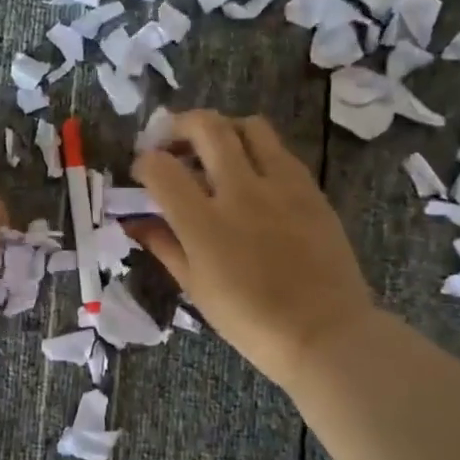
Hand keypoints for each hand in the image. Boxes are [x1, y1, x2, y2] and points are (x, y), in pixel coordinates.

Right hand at [130, 111, 374, 391]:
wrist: (325, 333)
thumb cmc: (250, 321)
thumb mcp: (195, 287)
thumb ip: (163, 244)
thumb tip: (135, 222)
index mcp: (204, 223)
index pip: (161, 168)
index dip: (144, 162)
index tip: (143, 172)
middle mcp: (241, 191)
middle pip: (206, 127)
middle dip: (179, 126)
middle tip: (171, 142)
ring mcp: (280, 185)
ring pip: (249, 126)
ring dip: (223, 129)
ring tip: (214, 149)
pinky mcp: (310, 188)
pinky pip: (279, 150)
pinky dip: (256, 150)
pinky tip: (252, 173)